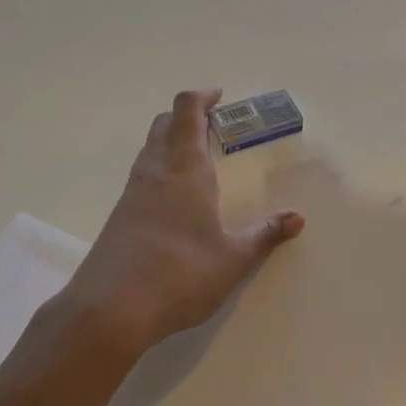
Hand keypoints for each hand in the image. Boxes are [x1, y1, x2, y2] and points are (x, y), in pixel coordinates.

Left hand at [54, 89, 304, 358]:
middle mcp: (155, 172)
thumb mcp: (233, 259)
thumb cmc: (180, 276)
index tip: (219, 96)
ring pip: (150, 149)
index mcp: (185, 170)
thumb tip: (297, 218)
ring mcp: (132, 193)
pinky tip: (174, 198)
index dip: (202, 97)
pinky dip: (160, 168)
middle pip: (165, 124)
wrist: (109, 310)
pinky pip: (141, 175)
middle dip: (188, 116)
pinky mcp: (119, 216)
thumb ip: (264, 235)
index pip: (187, 112)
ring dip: (171, 140)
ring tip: (197, 158)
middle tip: (213, 125)